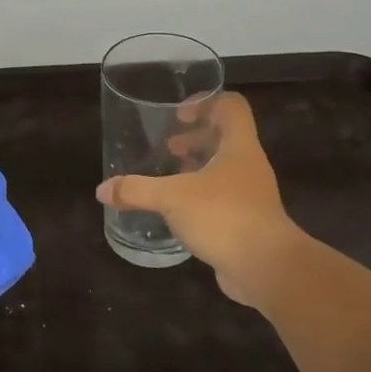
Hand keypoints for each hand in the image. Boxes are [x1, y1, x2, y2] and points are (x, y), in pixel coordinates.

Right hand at [96, 91, 305, 308]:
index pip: (231, 107)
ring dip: (197, 168)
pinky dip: (200, 197)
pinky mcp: (247, 222)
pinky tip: (178, 212)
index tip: (178, 117)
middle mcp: (248, 166)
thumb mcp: (172, 198)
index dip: (205, 103)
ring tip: (169, 178)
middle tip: (169, 148)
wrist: (268, 269)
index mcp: (239, 147)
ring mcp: (251, 195)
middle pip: (226, 137)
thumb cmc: (224, 217)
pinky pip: (222, 198)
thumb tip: (102, 190)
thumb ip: (136, 190)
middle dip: (195, 138)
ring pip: (224, 169)